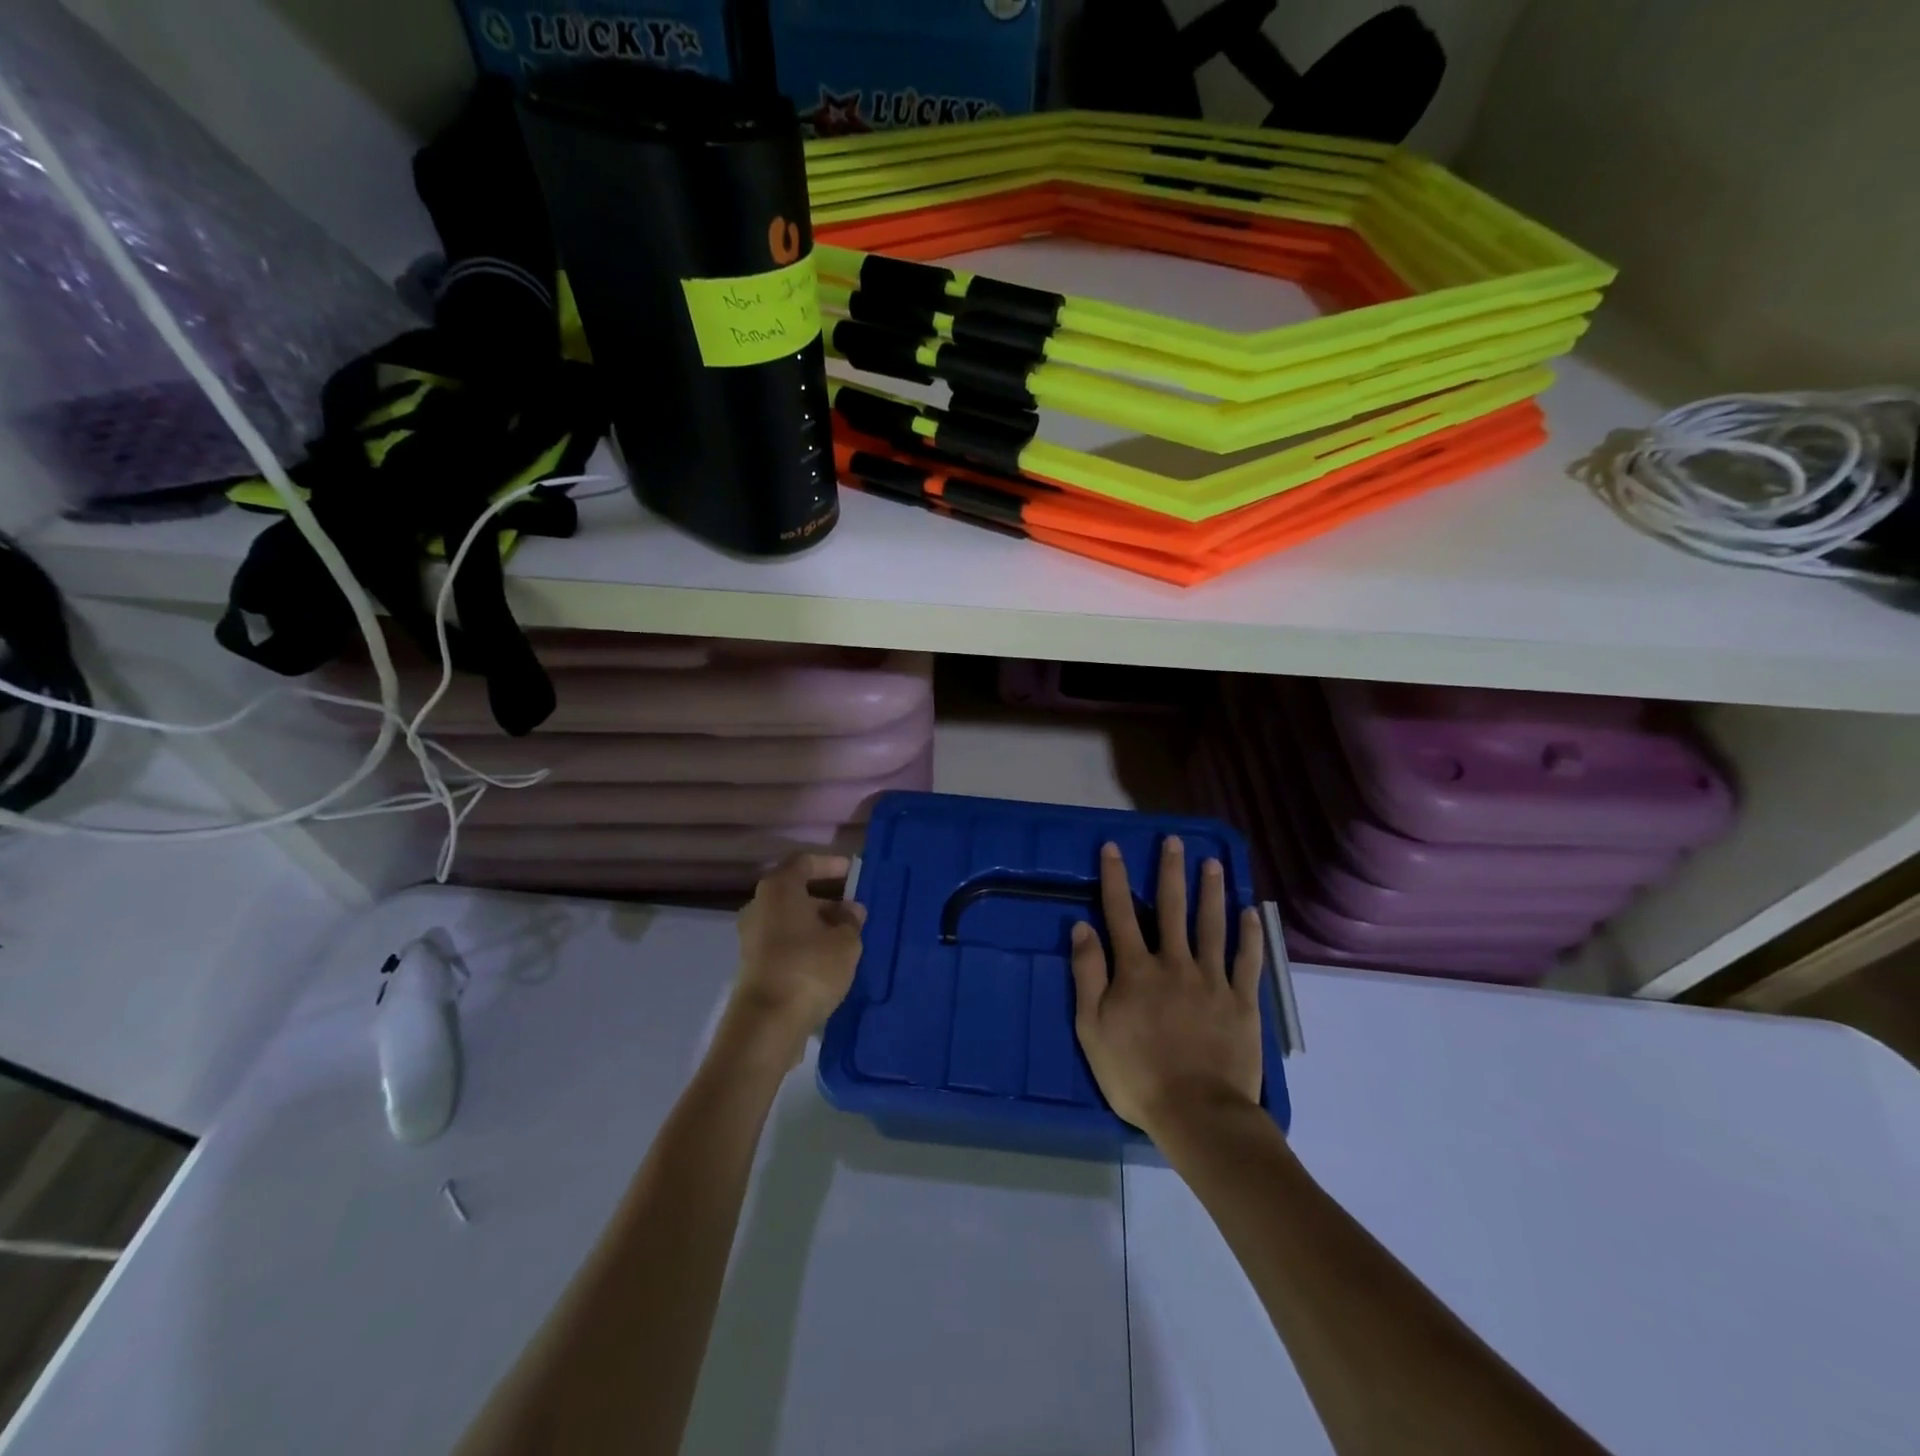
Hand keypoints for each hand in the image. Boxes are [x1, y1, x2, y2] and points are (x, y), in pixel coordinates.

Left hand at [730, 853, 867, 1051]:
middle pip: (796, 892)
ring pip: (790, 919)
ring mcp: (753, 936)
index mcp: (779, 889)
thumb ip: (851, 920)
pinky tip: (828, 960)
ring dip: (817, 925)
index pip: (804, 863)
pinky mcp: (754, 963)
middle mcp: (760, 906)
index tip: (853, 873)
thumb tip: (850, 910)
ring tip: (847, 938)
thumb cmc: (809, 968)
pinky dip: (805, 943)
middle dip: (827, 900)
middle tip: (855, 912)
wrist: (767, 1023)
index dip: (830, 864)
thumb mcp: (845, 941)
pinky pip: (785, 941)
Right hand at [1071, 838, 1265, 1140]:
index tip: (1113, 847)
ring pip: (1211, 925)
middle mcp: (1174, 963)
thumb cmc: (1135, 1073)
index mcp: (1136, 970)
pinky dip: (1248, 935)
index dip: (1115, 877)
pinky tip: (1249, 913)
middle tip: (1173, 840)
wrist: (1196, 1111)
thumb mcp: (1092, 1027)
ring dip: (1211, 891)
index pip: (1121, 912)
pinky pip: (1246, 960)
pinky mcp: (1241, 1001)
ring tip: (1212, 863)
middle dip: (1170, 871)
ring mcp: (1211, 980)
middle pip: (1171, 908)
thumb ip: (1087, 974)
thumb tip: (1082, 927)